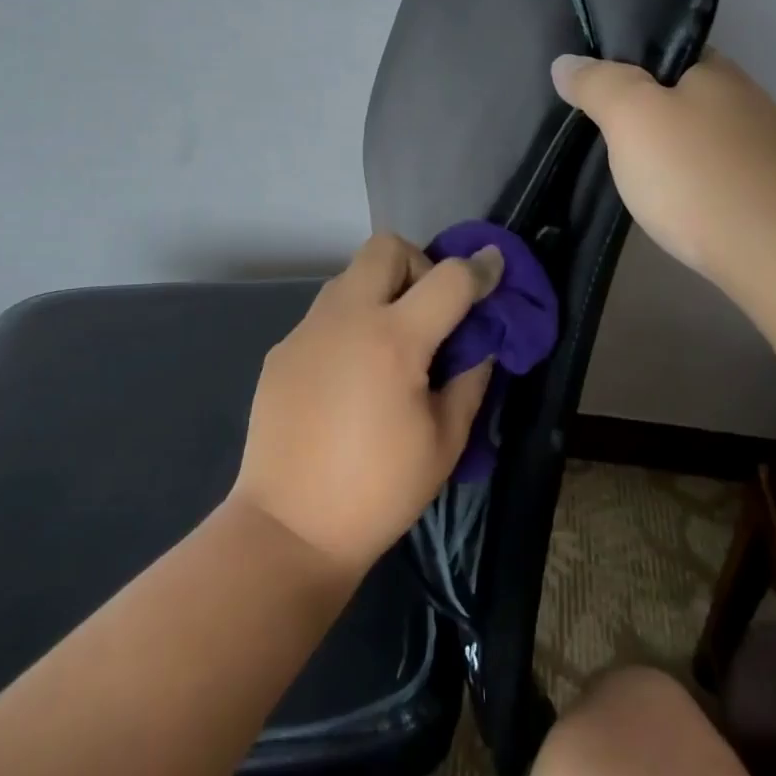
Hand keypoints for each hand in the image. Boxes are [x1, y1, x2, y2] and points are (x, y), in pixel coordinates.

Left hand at [231, 234, 501, 578]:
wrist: (290, 528)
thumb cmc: (379, 491)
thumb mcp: (445, 441)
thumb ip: (470, 379)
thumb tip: (481, 342)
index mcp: (394, 339)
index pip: (449, 278)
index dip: (480, 268)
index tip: (494, 267)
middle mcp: (346, 318)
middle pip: (386, 247)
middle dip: (418, 264)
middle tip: (428, 312)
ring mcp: (307, 330)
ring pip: (350, 276)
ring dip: (380, 291)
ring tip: (389, 345)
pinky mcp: (281, 350)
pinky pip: (325, 315)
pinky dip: (349, 325)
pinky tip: (349, 377)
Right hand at [550, 50, 775, 291]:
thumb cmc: (697, 175)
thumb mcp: (631, 117)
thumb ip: (597, 84)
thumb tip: (565, 62)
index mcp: (716, 70)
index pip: (664, 51)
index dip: (626, 65)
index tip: (592, 90)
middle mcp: (745, 100)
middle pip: (681, 95)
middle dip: (644, 112)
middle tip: (600, 136)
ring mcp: (762, 149)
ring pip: (698, 138)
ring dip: (666, 151)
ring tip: (628, 174)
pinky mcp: (767, 194)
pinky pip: (713, 174)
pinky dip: (688, 183)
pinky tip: (671, 204)